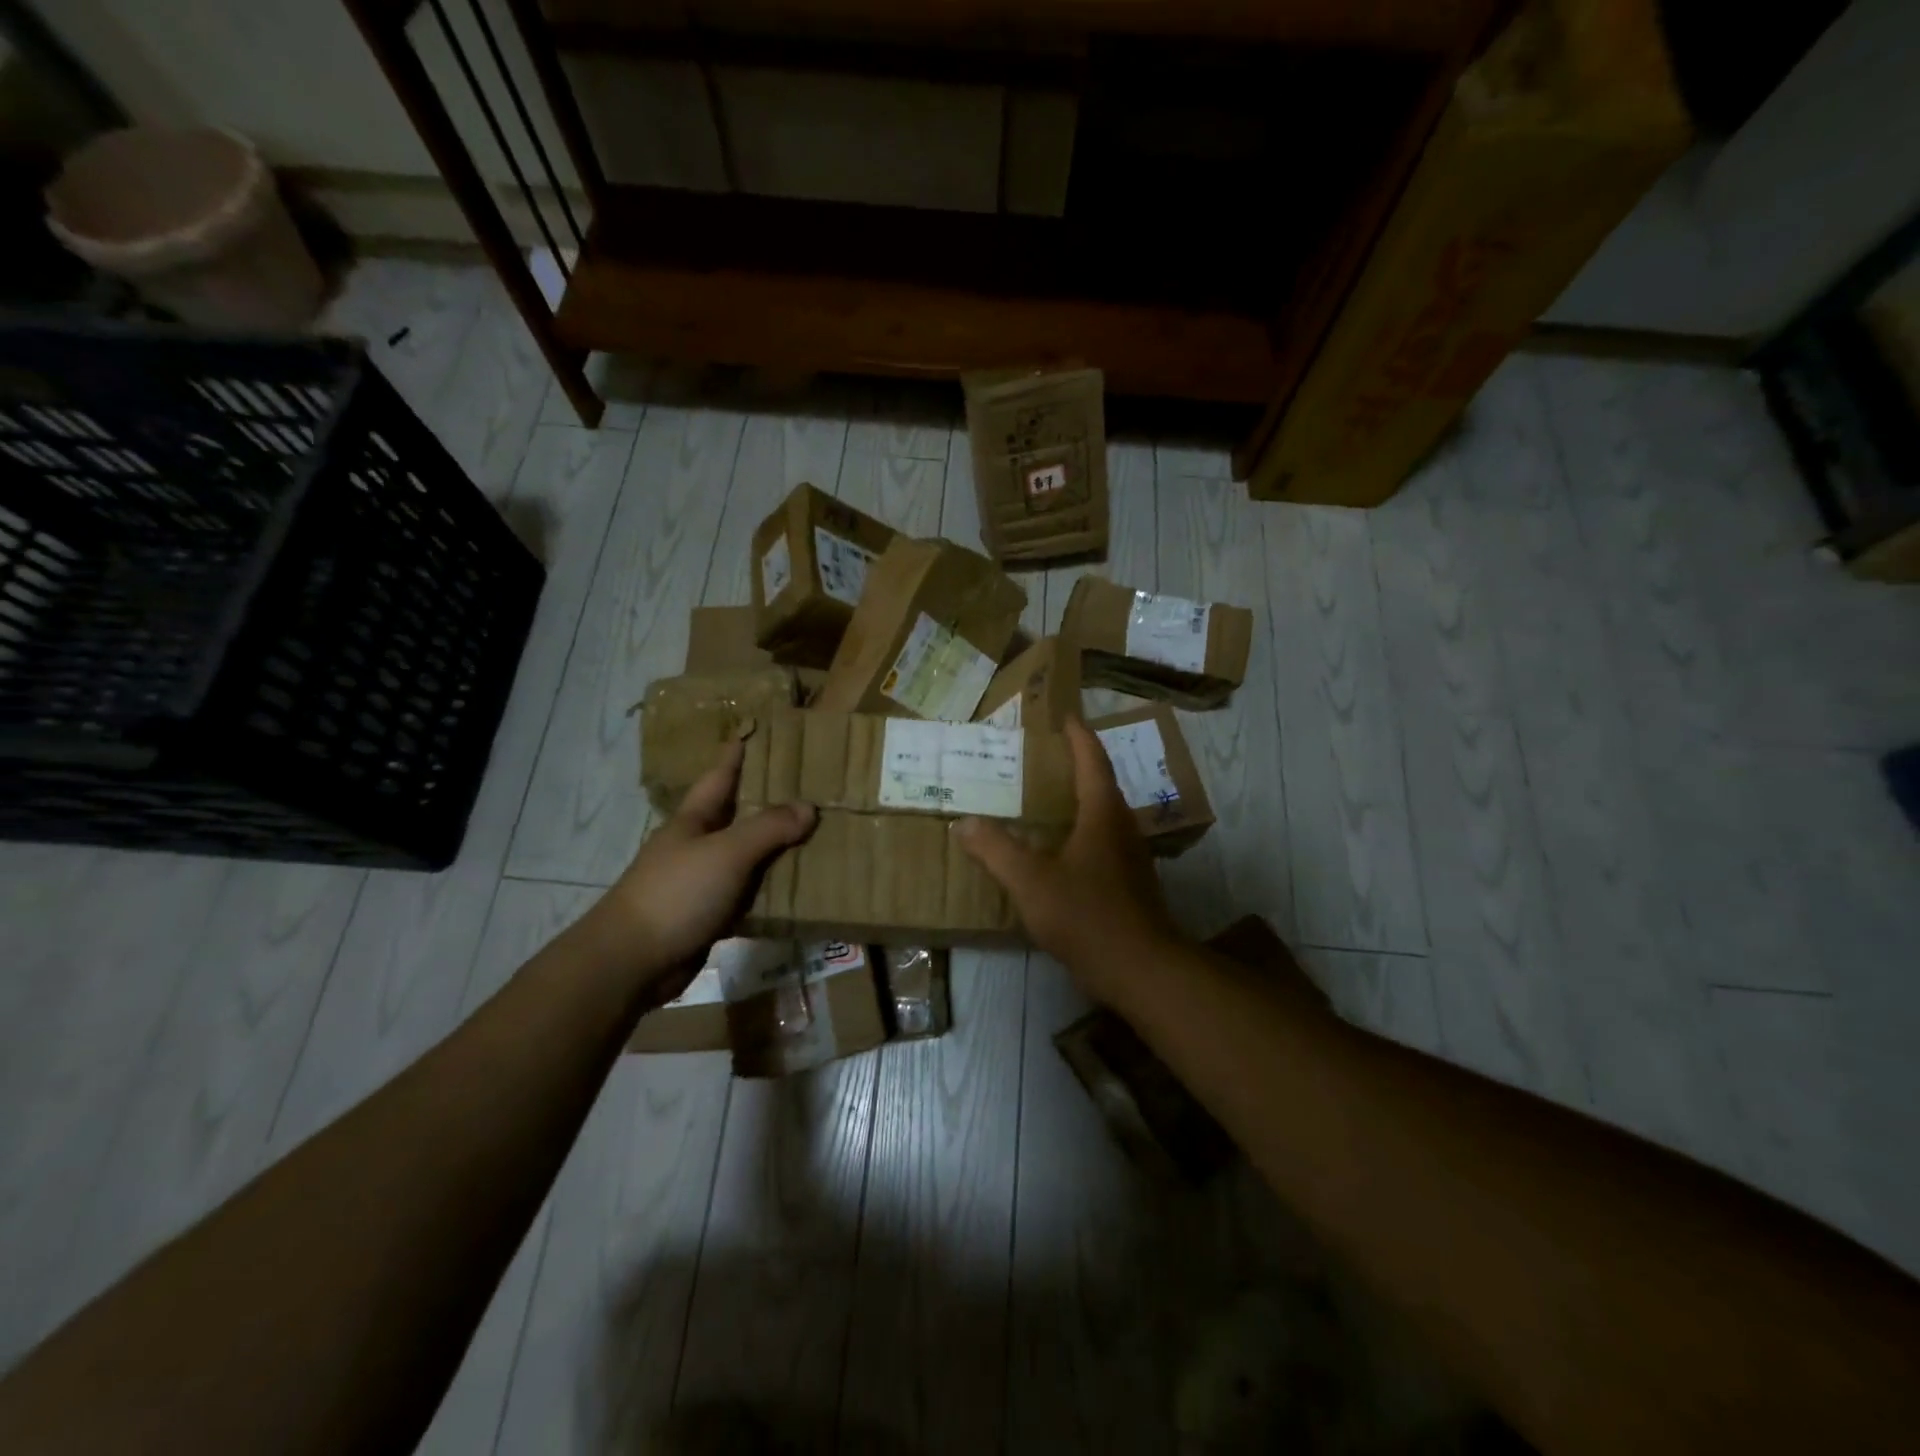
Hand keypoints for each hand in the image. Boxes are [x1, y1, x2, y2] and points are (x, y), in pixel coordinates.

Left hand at [589, 741, 815, 999]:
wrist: (632, 961)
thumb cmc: (677, 893)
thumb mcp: (727, 852)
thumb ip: (769, 828)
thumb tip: (809, 807)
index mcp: (693, 821)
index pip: (719, 777)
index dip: (736, 755)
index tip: (755, 732)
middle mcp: (696, 846)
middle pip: (736, 816)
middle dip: (766, 801)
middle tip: (808, 785)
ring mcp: (701, 882)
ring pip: (746, 858)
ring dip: (775, 849)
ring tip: (815, 834)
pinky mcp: (708, 916)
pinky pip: (747, 895)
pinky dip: (769, 889)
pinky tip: (798, 887)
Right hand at [956, 717, 1182, 1002]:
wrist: (1141, 969)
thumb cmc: (1087, 915)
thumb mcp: (1031, 881)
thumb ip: (996, 850)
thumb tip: (965, 823)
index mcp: (1102, 813)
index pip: (1092, 760)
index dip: (1078, 735)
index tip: (1064, 716)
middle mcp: (1121, 826)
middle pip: (1099, 783)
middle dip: (1073, 765)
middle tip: (1040, 756)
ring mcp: (1129, 855)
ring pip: (1101, 814)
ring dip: (1076, 799)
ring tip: (1041, 798)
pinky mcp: (1129, 881)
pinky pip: (1101, 840)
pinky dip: (1078, 830)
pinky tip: (1056, 849)